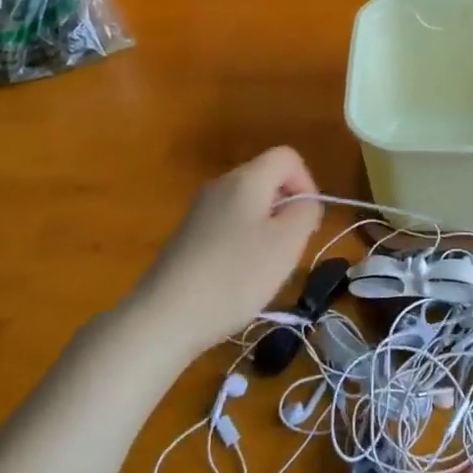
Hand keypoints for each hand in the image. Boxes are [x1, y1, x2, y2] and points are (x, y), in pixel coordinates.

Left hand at [127, 147, 322, 358]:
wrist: (165, 316)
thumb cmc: (235, 276)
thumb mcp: (287, 244)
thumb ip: (306, 212)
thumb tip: (304, 202)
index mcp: (246, 179)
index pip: (287, 157)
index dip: (307, 183)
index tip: (306, 221)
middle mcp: (220, 185)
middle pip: (267, 180)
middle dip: (286, 210)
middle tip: (288, 249)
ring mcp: (200, 210)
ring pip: (249, 206)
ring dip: (266, 231)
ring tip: (263, 268)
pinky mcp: (188, 235)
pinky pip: (229, 225)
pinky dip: (243, 244)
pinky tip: (237, 278)